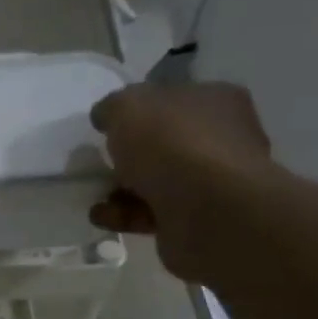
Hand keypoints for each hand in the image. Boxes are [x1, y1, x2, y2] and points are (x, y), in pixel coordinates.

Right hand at [88, 80, 273, 281]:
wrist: (207, 211)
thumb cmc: (172, 144)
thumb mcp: (128, 107)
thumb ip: (113, 107)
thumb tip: (106, 116)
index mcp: (215, 100)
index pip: (172, 99)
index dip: (138, 111)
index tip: (109, 127)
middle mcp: (221, 138)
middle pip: (164, 143)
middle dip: (128, 156)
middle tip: (100, 163)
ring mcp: (213, 182)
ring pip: (157, 181)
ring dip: (122, 190)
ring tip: (96, 197)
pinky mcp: (199, 219)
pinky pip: (154, 212)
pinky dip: (126, 214)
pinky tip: (103, 217)